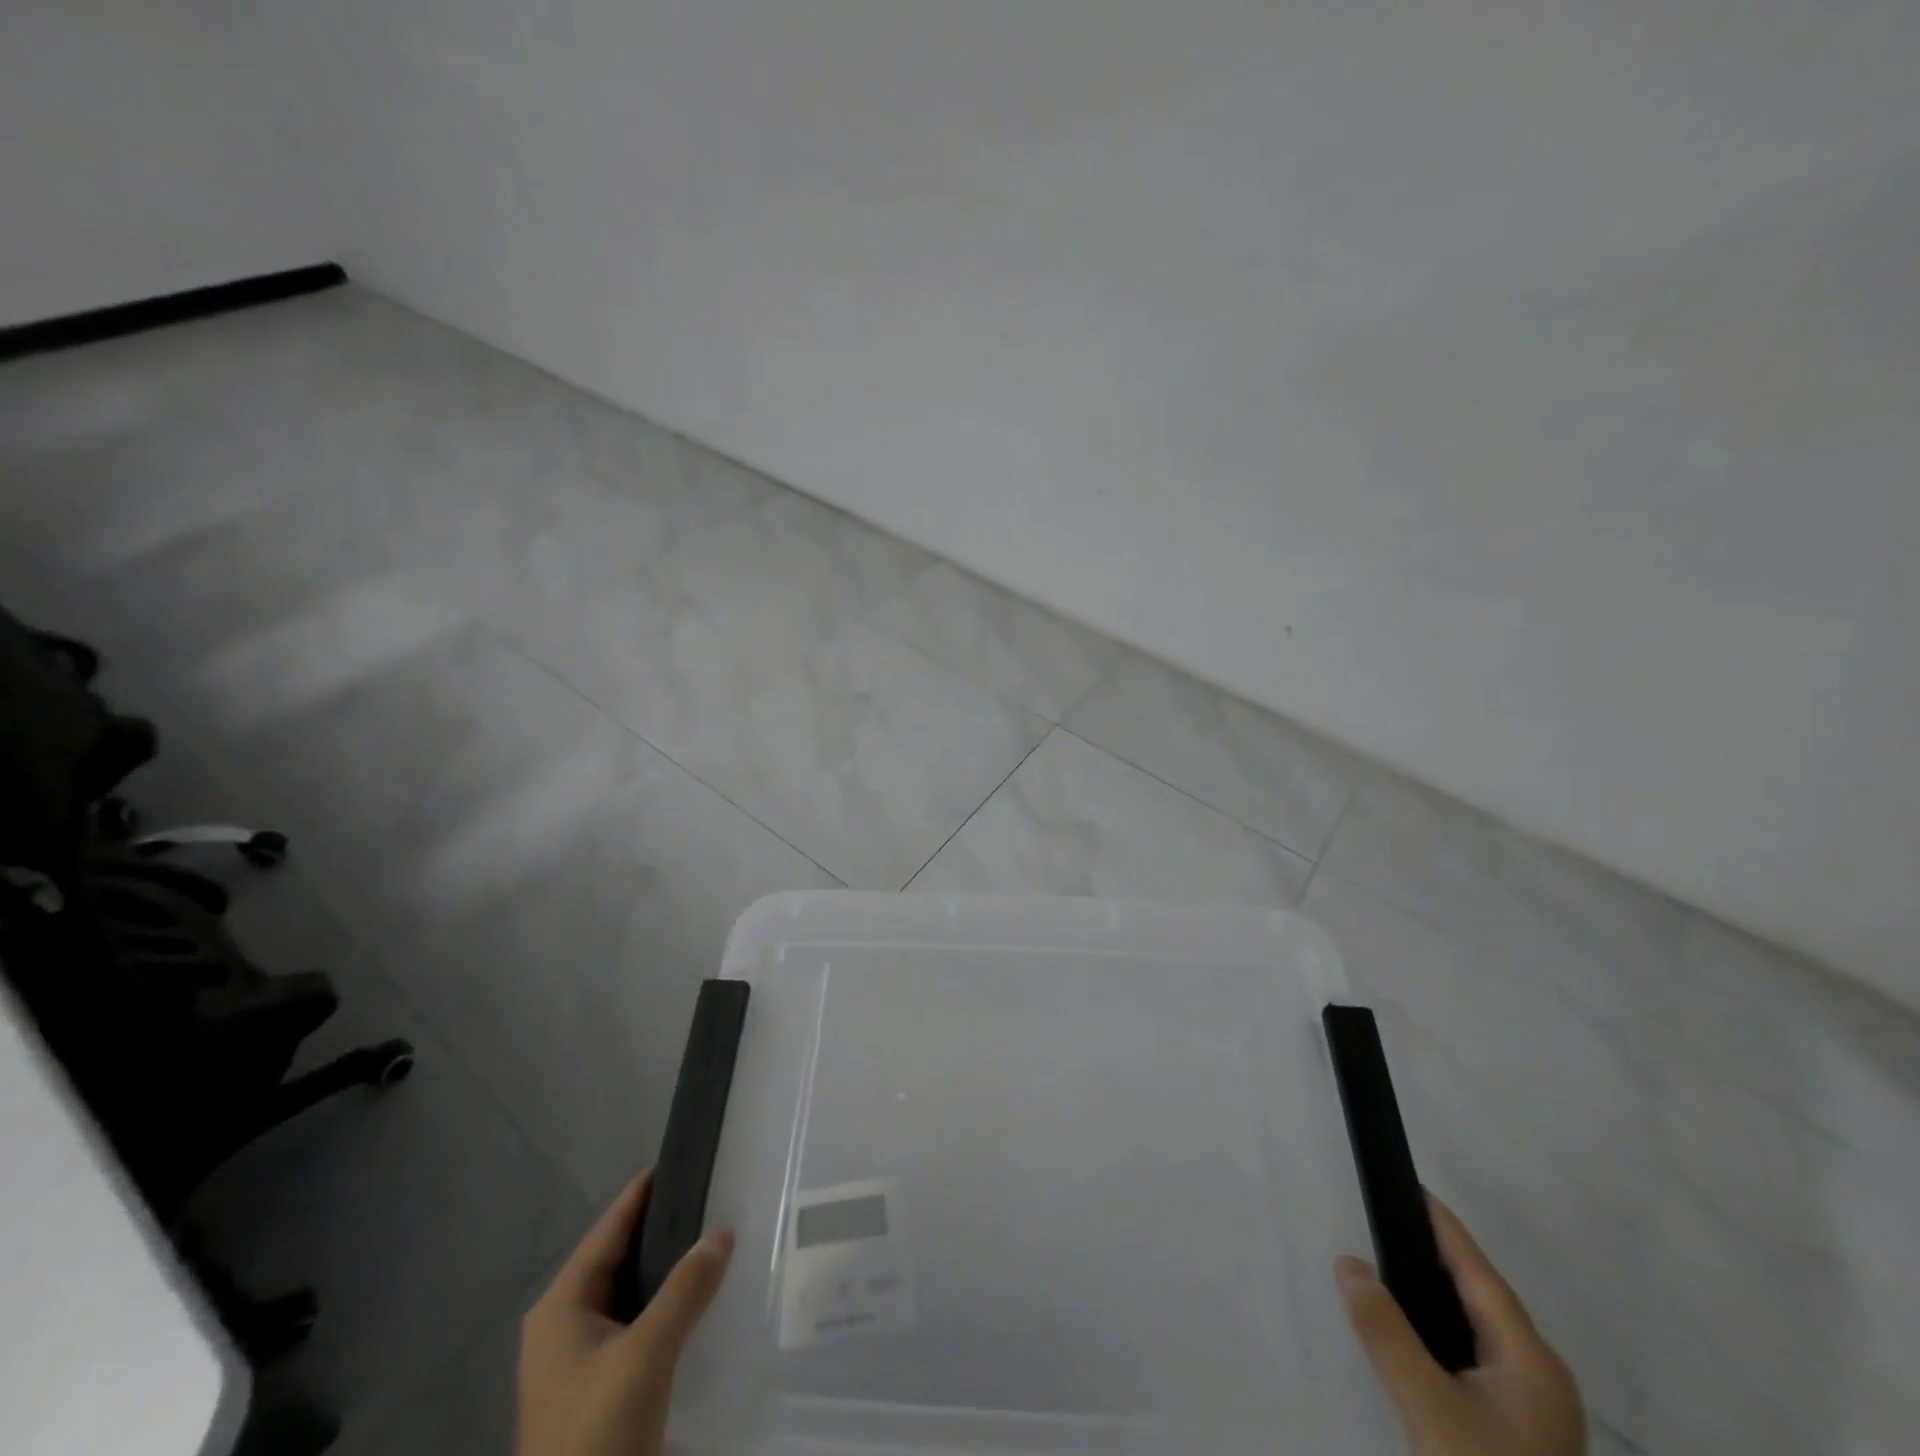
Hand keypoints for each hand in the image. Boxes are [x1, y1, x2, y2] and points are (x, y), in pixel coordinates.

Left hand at [518, 1171, 734, 1455]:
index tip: (685, 1157)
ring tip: (715, 1235)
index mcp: (560, 1306)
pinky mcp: (598, 1386)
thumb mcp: (645, 1356)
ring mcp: (579, 1359)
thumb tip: (724, 1230)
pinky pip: (637, 1323)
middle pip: (619, 1257)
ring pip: (631, 1292)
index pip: (609, 1228)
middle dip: (665, 1227)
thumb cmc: (595, 1432)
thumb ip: (685, 1289)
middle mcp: (564, 1324)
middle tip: (714, 1194)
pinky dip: (666, 1302)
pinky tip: (699, 1297)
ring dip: (668, 1267)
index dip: (645, 1192)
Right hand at [1336, 1197, 1584, 1455]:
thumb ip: (1384, 1330)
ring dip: (1437, 1295)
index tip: (1409, 1184)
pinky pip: (1475, 1359)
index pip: (1479, 1270)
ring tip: (1390, 1267)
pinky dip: (1441, 1331)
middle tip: (1386, 1220)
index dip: (1442, 1225)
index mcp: (1531, 1357)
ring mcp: (1536, 1410)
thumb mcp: (1427, 1406)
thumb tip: (1347, 1261)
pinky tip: (1414, 1337)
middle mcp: (1541, 1375)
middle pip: (1482, 1297)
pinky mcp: (1520, 1433)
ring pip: (1479, 1330)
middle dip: (1436, 1256)